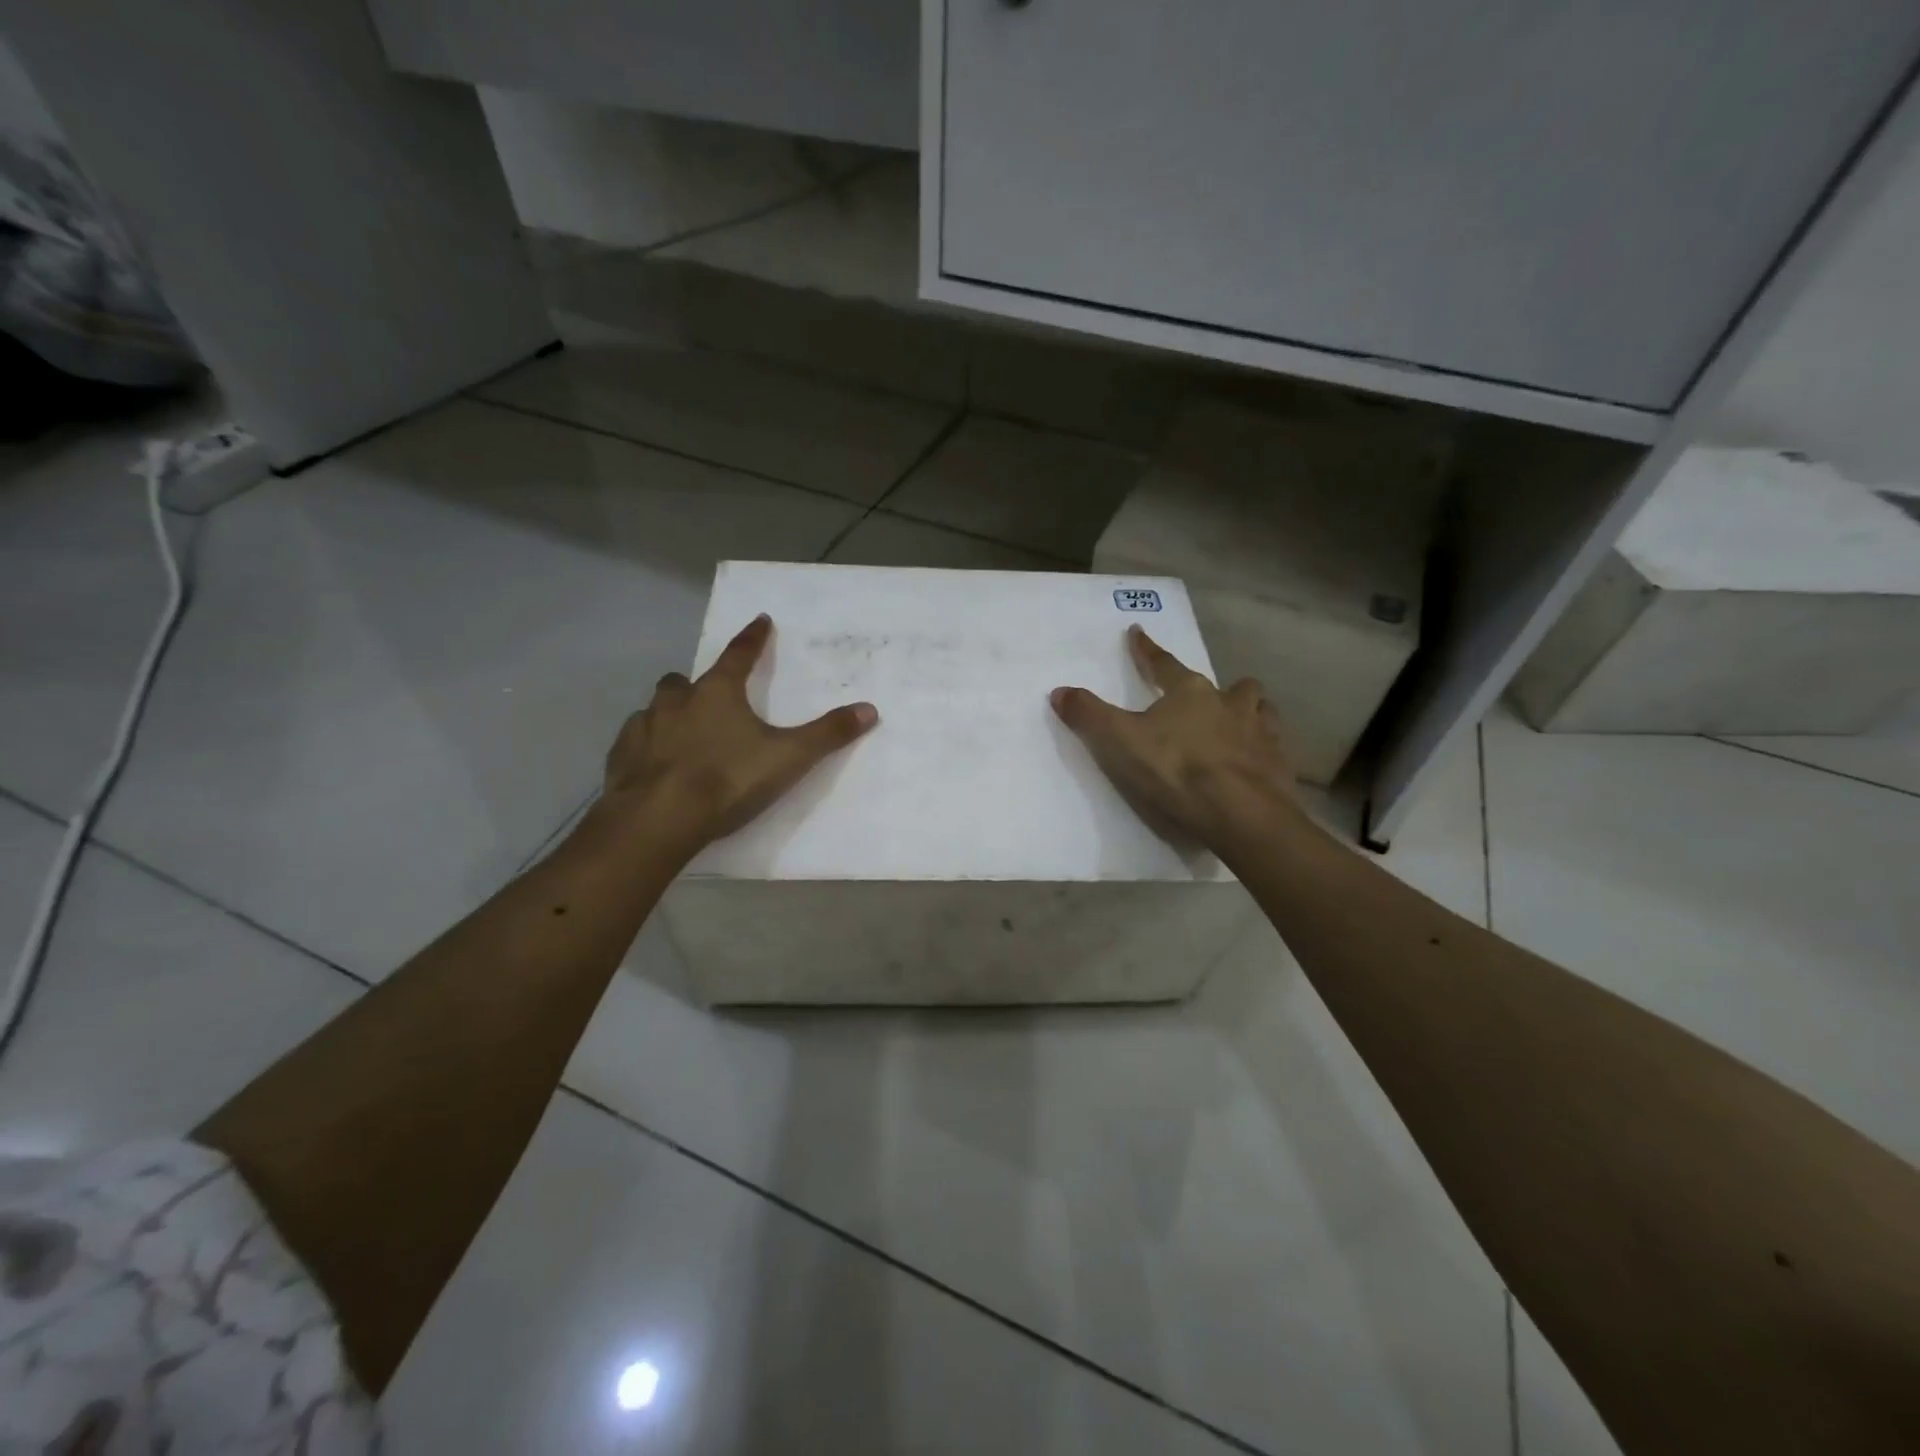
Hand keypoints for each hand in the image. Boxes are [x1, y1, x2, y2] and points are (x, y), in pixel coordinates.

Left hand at [603, 613, 877, 855]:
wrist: (658, 819)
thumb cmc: (727, 780)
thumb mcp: (788, 758)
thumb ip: (828, 734)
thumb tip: (869, 709)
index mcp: (717, 693)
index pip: (739, 655)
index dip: (754, 638)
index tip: (761, 620)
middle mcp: (676, 701)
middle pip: (684, 680)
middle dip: (698, 683)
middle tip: (711, 696)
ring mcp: (643, 728)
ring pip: (656, 708)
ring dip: (670, 713)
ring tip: (684, 732)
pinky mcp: (621, 757)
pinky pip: (634, 740)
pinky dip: (647, 745)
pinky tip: (655, 763)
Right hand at [1051, 625, 1309, 859]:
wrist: (1240, 813)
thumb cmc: (1175, 771)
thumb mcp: (1118, 742)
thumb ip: (1088, 715)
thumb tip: (1059, 691)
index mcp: (1189, 692)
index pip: (1163, 663)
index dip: (1146, 650)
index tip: (1138, 632)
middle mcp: (1228, 702)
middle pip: (1226, 684)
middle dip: (1216, 687)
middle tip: (1205, 697)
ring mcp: (1260, 731)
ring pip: (1259, 707)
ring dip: (1247, 710)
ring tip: (1237, 722)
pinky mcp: (1278, 761)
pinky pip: (1274, 743)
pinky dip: (1263, 746)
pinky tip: (1256, 758)